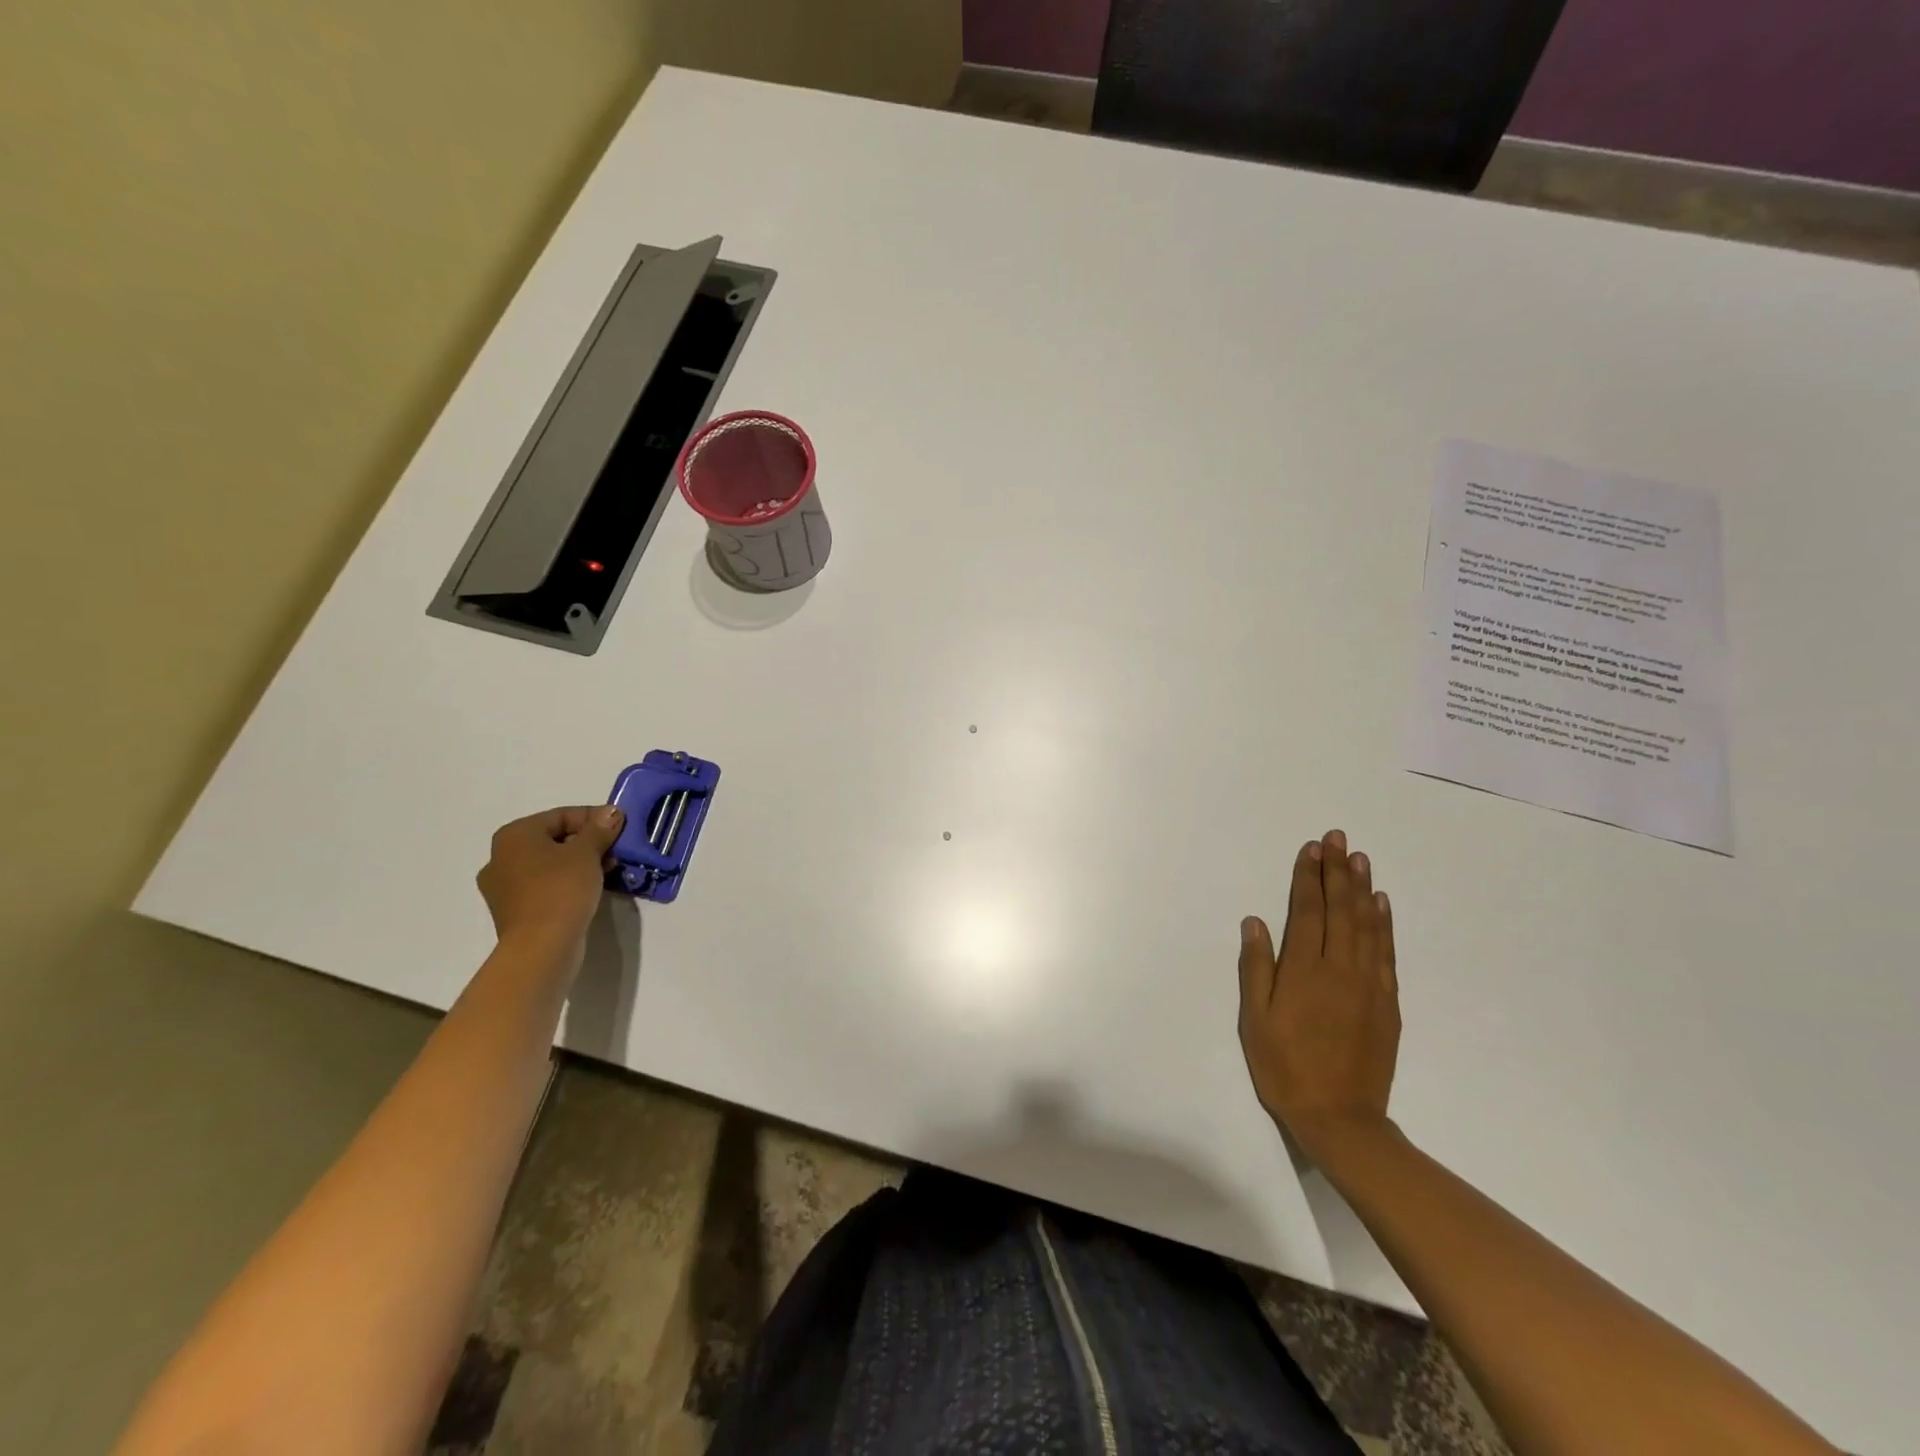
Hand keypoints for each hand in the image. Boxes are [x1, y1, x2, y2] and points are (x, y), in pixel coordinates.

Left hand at [477, 805, 625, 952]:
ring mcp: (505, 887)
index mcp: (514, 836)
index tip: (621, 826)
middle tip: (617, 848)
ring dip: (581, 862)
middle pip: (554, 838)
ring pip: (551, 863)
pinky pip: (546, 885)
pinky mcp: (516, 910)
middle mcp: (501, 857)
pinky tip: (593, 887)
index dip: (595, 818)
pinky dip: (569, 882)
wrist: (542, 946)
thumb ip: (599, 829)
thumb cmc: (561, 889)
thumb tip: (611, 812)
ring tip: (610, 869)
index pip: (561, 815)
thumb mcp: (587, 852)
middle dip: (589, 841)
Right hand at [1237, 829, 1400, 1157]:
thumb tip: (1256, 922)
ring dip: (1361, 889)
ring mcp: (1369, 985)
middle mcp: (1340, 969)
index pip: (1307, 911)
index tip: (1311, 848)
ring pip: (1366, 925)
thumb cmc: (1285, 1067)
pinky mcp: (1387, 1003)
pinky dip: (1383, 924)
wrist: (1341, 1119)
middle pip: (1339, 910)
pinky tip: (1380, 904)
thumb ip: (1257, 968)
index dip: (1308, 878)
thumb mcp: (1256, 1020)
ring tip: (1359, 859)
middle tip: (1338, 838)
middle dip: (1337, 872)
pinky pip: (1386, 953)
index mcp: (1305, 971)